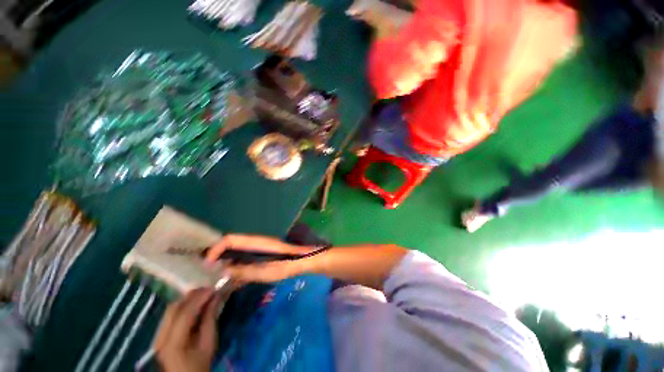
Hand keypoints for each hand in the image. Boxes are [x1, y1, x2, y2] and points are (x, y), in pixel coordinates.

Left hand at [154, 289, 221, 371]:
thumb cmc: (200, 363)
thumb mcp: (209, 343)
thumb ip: (210, 319)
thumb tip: (216, 297)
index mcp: (173, 343)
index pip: (184, 314)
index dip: (199, 299)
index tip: (214, 288)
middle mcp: (161, 337)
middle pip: (174, 308)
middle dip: (193, 296)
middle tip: (210, 289)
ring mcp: (158, 335)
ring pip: (171, 309)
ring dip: (188, 299)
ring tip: (204, 294)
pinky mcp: (160, 334)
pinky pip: (171, 313)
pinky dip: (184, 305)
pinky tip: (195, 303)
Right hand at [206, 234, 313, 283]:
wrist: (303, 260)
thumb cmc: (286, 265)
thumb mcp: (264, 271)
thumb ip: (244, 271)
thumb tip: (222, 271)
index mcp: (255, 242)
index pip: (230, 239)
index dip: (216, 249)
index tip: (207, 265)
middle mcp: (256, 242)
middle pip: (231, 245)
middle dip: (218, 256)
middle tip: (208, 274)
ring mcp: (260, 248)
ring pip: (237, 252)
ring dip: (227, 263)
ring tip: (218, 279)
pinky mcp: (263, 254)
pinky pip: (245, 258)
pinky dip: (237, 267)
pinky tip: (234, 280)